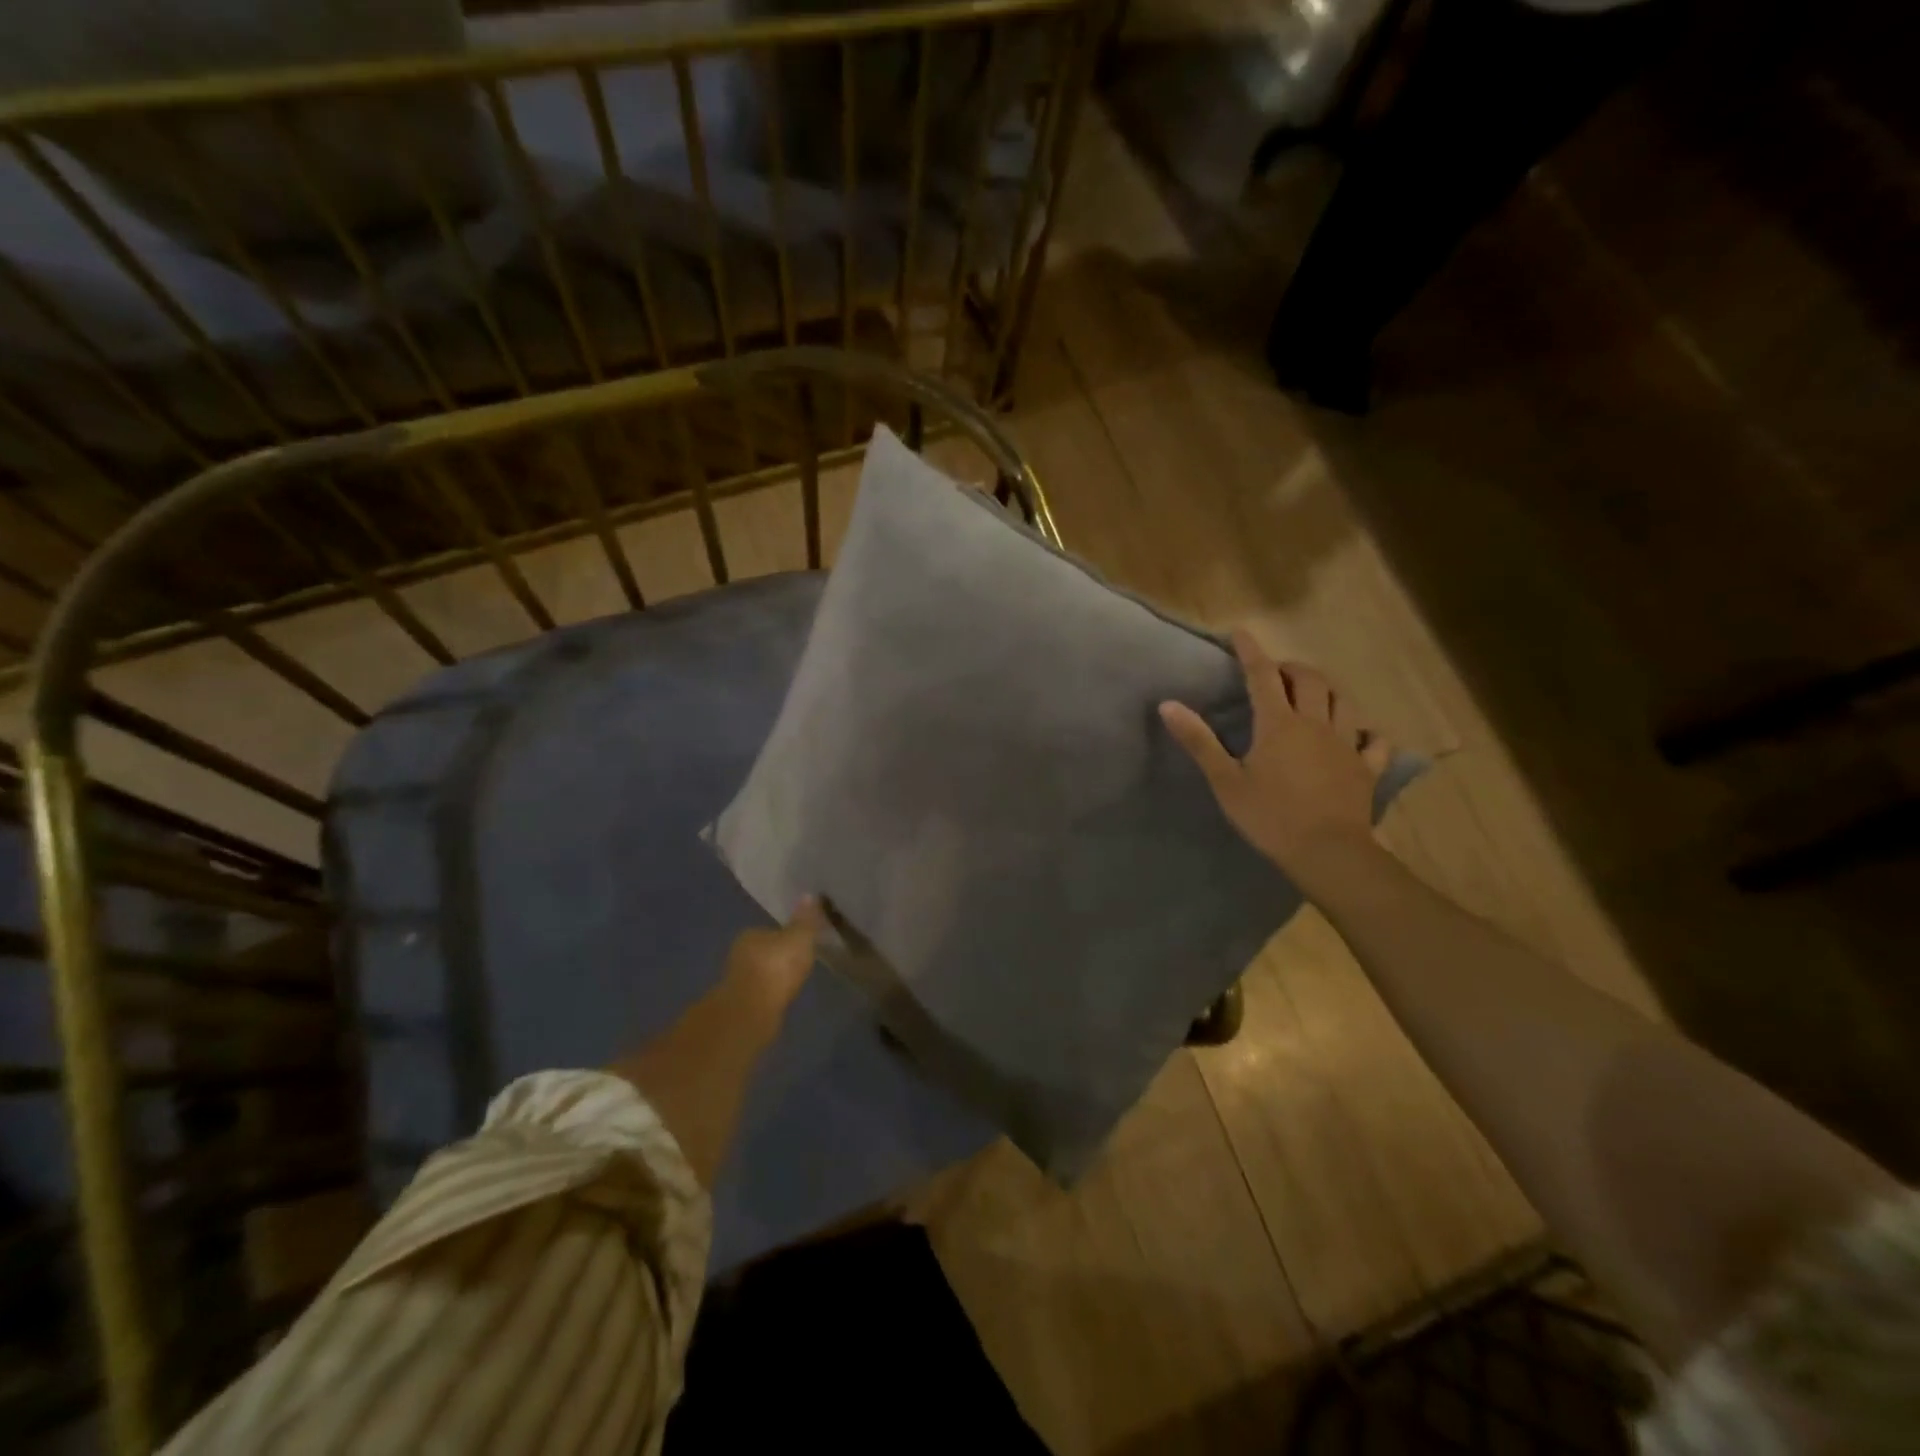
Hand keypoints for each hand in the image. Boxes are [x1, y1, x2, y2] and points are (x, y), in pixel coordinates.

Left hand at [720, 896, 824, 1025]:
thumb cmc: (777, 966)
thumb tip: (809, 895)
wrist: (752, 1011)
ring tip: (792, 982)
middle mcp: (738, 954)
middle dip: (778, 957)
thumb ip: (805, 920)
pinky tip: (782, 999)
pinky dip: (770, 994)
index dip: (785, 936)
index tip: (799, 943)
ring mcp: (737, 981)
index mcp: (750, 934)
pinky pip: (760, 993)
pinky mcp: (740, 1004)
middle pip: (764, 951)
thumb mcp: (799, 938)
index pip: (769, 930)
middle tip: (799, 962)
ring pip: (760, 973)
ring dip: (773, 977)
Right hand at [1159, 630, 1392, 881]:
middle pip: (1310, 680)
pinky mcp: (1366, 768)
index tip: (1241, 632)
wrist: (1327, 852)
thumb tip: (1168, 704)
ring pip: (1343, 702)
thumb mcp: (1225, 780)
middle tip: (1276, 672)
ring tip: (1313, 694)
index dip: (1251, 650)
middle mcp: (1315, 723)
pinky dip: (1365, 732)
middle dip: (1292, 668)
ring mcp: (1346, 744)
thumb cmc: (1269, 816)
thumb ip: (1199, 740)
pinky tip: (1359, 735)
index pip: (1263, 675)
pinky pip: (1373, 741)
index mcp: (1278, 723)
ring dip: (1327, 691)